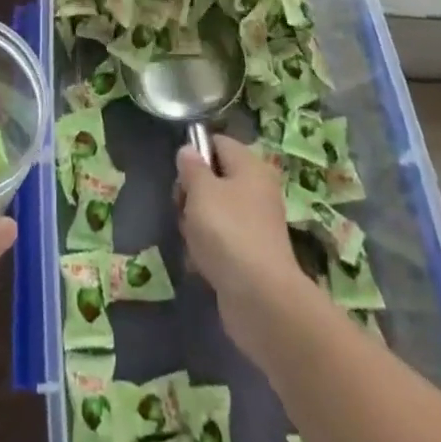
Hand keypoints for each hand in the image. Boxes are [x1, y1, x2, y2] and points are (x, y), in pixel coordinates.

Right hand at [176, 134, 305, 355]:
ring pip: (215, 211)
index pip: (218, 142)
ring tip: (191, 240)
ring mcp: (256, 224)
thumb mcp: (200, 190)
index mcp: (250, 166)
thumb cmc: (227, 231)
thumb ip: (191, 167)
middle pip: (215, 178)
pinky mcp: (252, 255)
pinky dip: (208, 249)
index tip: (180, 175)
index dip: (195, 153)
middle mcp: (258, 190)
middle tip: (182, 208)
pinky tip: (199, 263)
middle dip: (192, 193)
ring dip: (196, 223)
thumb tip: (189, 151)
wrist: (260, 298)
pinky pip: (222, 240)